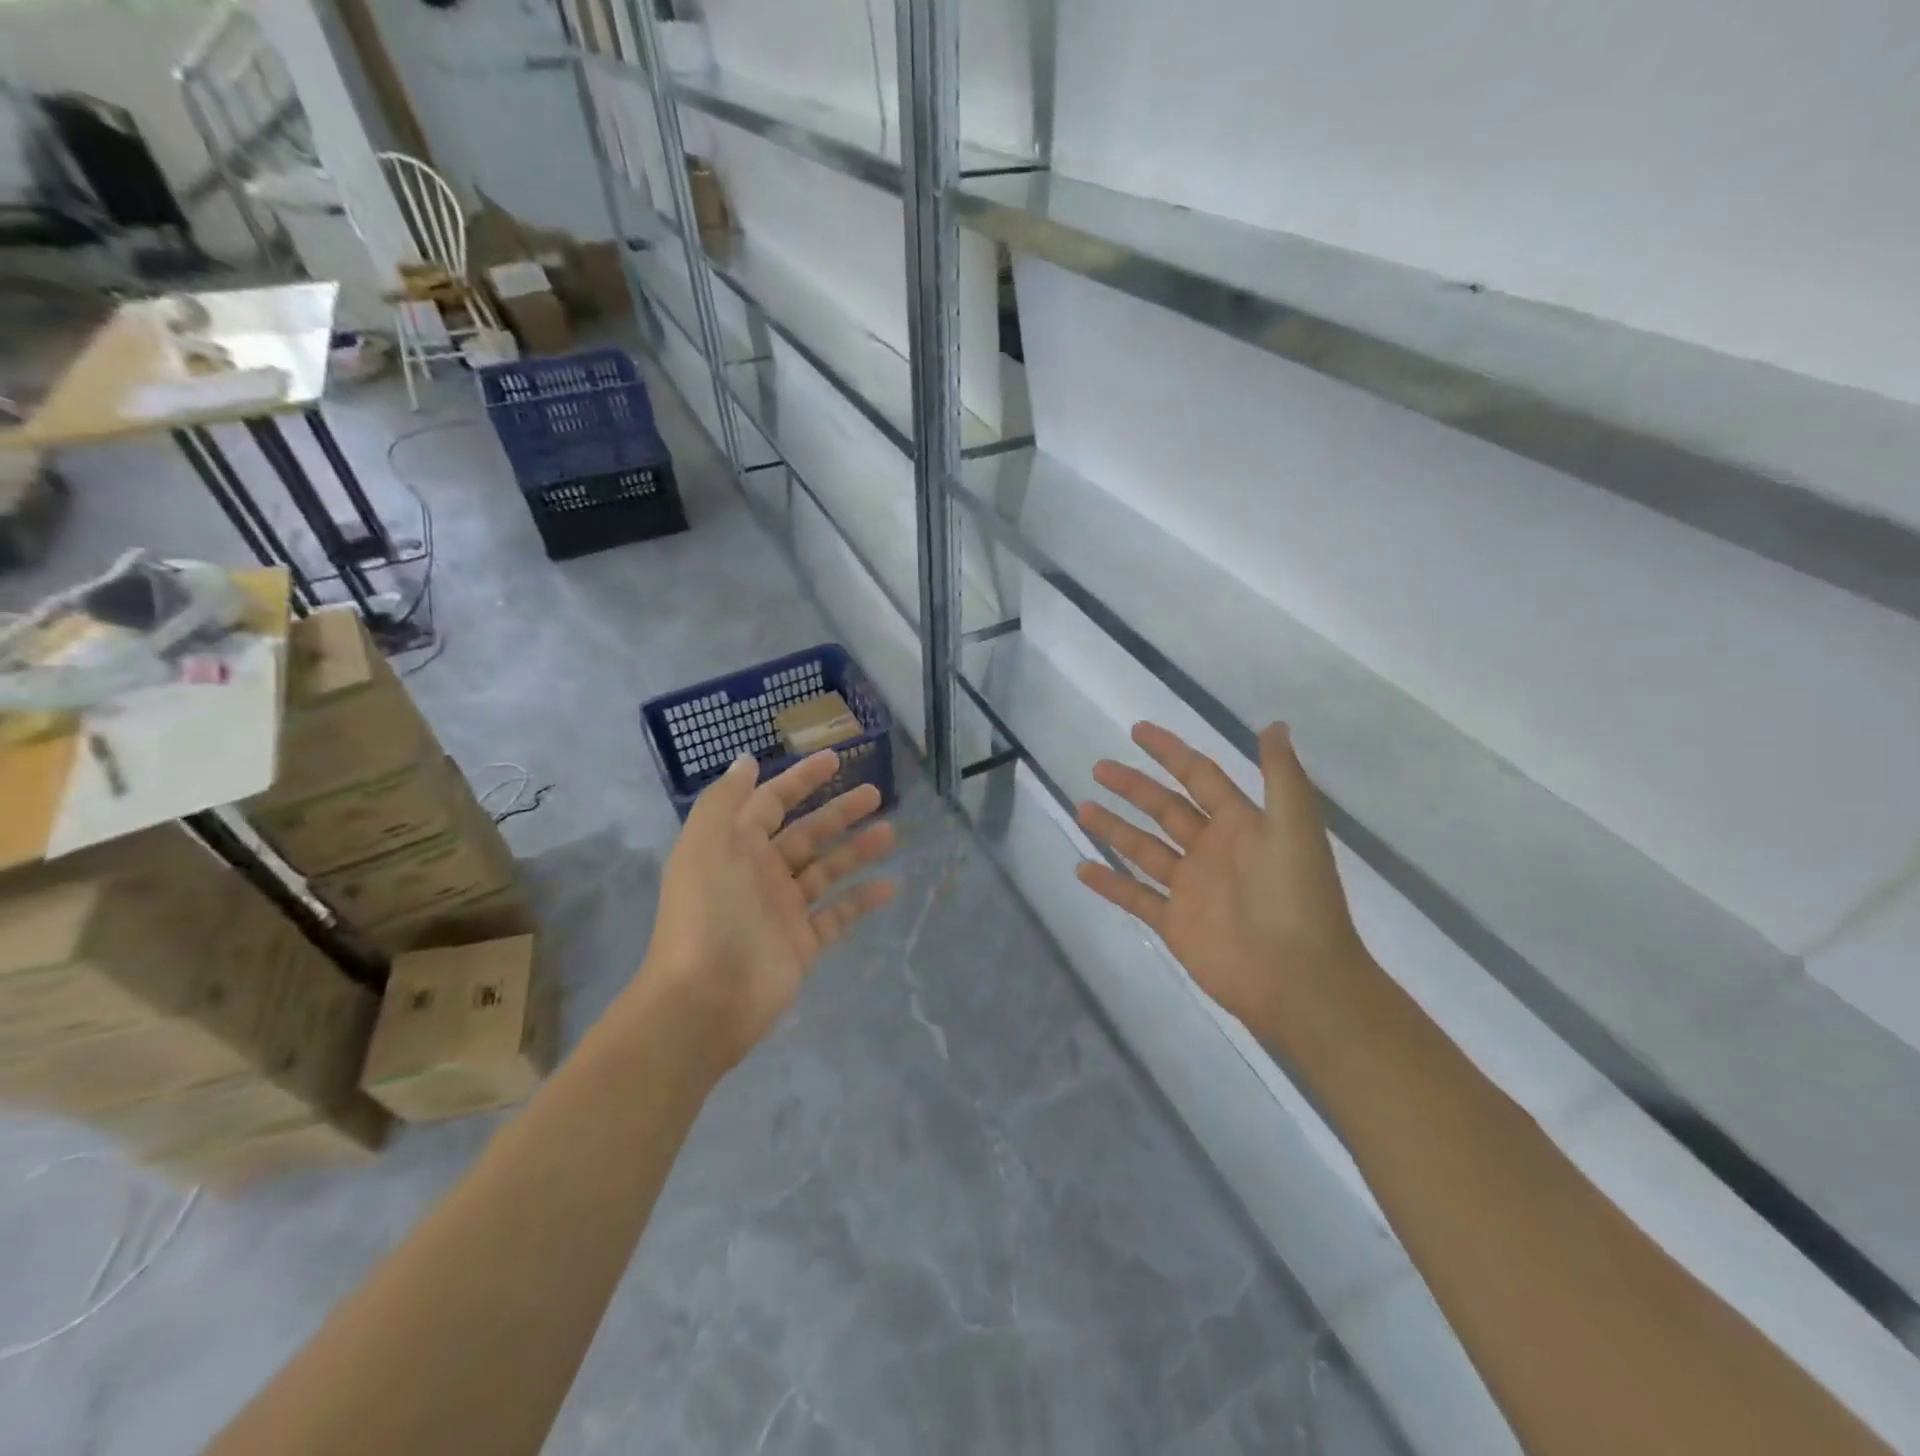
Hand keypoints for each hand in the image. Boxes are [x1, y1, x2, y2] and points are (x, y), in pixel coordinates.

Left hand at [636, 750, 896, 1074]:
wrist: (706, 999)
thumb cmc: (708, 914)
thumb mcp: (705, 845)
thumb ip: (725, 800)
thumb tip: (747, 761)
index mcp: (735, 848)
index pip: (771, 803)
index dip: (800, 780)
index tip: (834, 760)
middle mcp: (761, 874)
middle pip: (807, 834)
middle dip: (838, 812)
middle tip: (874, 793)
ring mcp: (784, 910)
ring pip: (827, 870)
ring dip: (857, 850)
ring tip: (890, 833)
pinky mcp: (803, 943)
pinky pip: (839, 915)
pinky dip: (862, 900)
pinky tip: (889, 885)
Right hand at [1075, 722, 1367, 1050]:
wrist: (1299, 979)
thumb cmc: (1297, 898)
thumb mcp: (1295, 829)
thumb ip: (1282, 776)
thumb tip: (1274, 724)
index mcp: (1240, 824)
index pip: (1199, 777)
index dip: (1170, 752)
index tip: (1137, 731)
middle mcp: (1212, 850)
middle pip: (1165, 808)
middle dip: (1133, 787)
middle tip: (1099, 768)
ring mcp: (1191, 888)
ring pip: (1144, 848)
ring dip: (1114, 828)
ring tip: (1082, 808)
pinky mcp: (1175, 923)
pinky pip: (1136, 897)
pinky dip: (1109, 884)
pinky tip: (1082, 869)